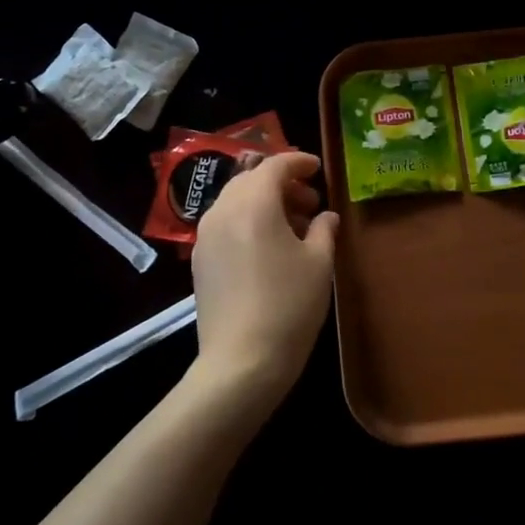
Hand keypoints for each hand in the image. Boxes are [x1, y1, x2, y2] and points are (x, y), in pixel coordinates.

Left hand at [189, 151, 339, 418]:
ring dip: (264, 203)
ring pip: (235, 202)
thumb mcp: (319, 263)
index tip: (318, 167)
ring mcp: (205, 237)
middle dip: (281, 183)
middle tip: (310, 202)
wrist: (241, 362)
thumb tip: (325, 217)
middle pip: (251, 180)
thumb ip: (323, 230)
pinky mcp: (200, 261)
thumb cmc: (289, 305)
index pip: (274, 165)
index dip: (298, 162)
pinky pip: (225, 225)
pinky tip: (269, 248)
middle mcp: (222, 211)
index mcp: (253, 204)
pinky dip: (248, 222)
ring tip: (294, 227)